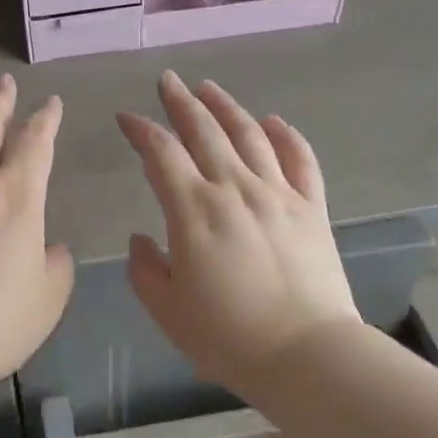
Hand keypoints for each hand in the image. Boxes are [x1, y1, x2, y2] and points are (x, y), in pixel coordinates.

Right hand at [118, 71, 360, 395]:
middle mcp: (234, 187)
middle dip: (181, 101)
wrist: (309, 356)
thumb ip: (145, 269)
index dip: (140, 129)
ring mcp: (277, 193)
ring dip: (226, 106)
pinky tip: (275, 121)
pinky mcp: (311, 207)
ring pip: (249, 134)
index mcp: (194, 209)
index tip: (127, 117)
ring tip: (209, 88)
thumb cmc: (230, 337)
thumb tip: (141, 239)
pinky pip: (300, 159)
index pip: (161, 152)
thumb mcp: (167, 310)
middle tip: (167, 80)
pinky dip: (287, 135)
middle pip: (204, 129)